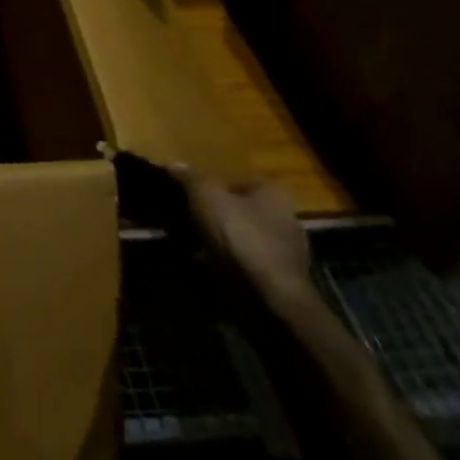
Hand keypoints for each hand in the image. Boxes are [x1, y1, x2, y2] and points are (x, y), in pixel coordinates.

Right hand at [175, 167, 314, 311]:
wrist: (270, 296)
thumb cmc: (240, 236)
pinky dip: (229, 263)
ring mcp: (286, 250)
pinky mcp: (281, 278)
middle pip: (240, 210)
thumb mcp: (207, 197)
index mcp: (272, 193)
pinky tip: (210, 268)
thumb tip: (173, 163)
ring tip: (192, 246)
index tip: (187, 198)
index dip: (209, 188)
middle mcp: (285, 217)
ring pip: (243, 237)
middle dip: (215, 215)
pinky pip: (247, 262)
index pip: (236, 181)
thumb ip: (190, 178)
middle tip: (186, 221)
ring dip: (220, 241)